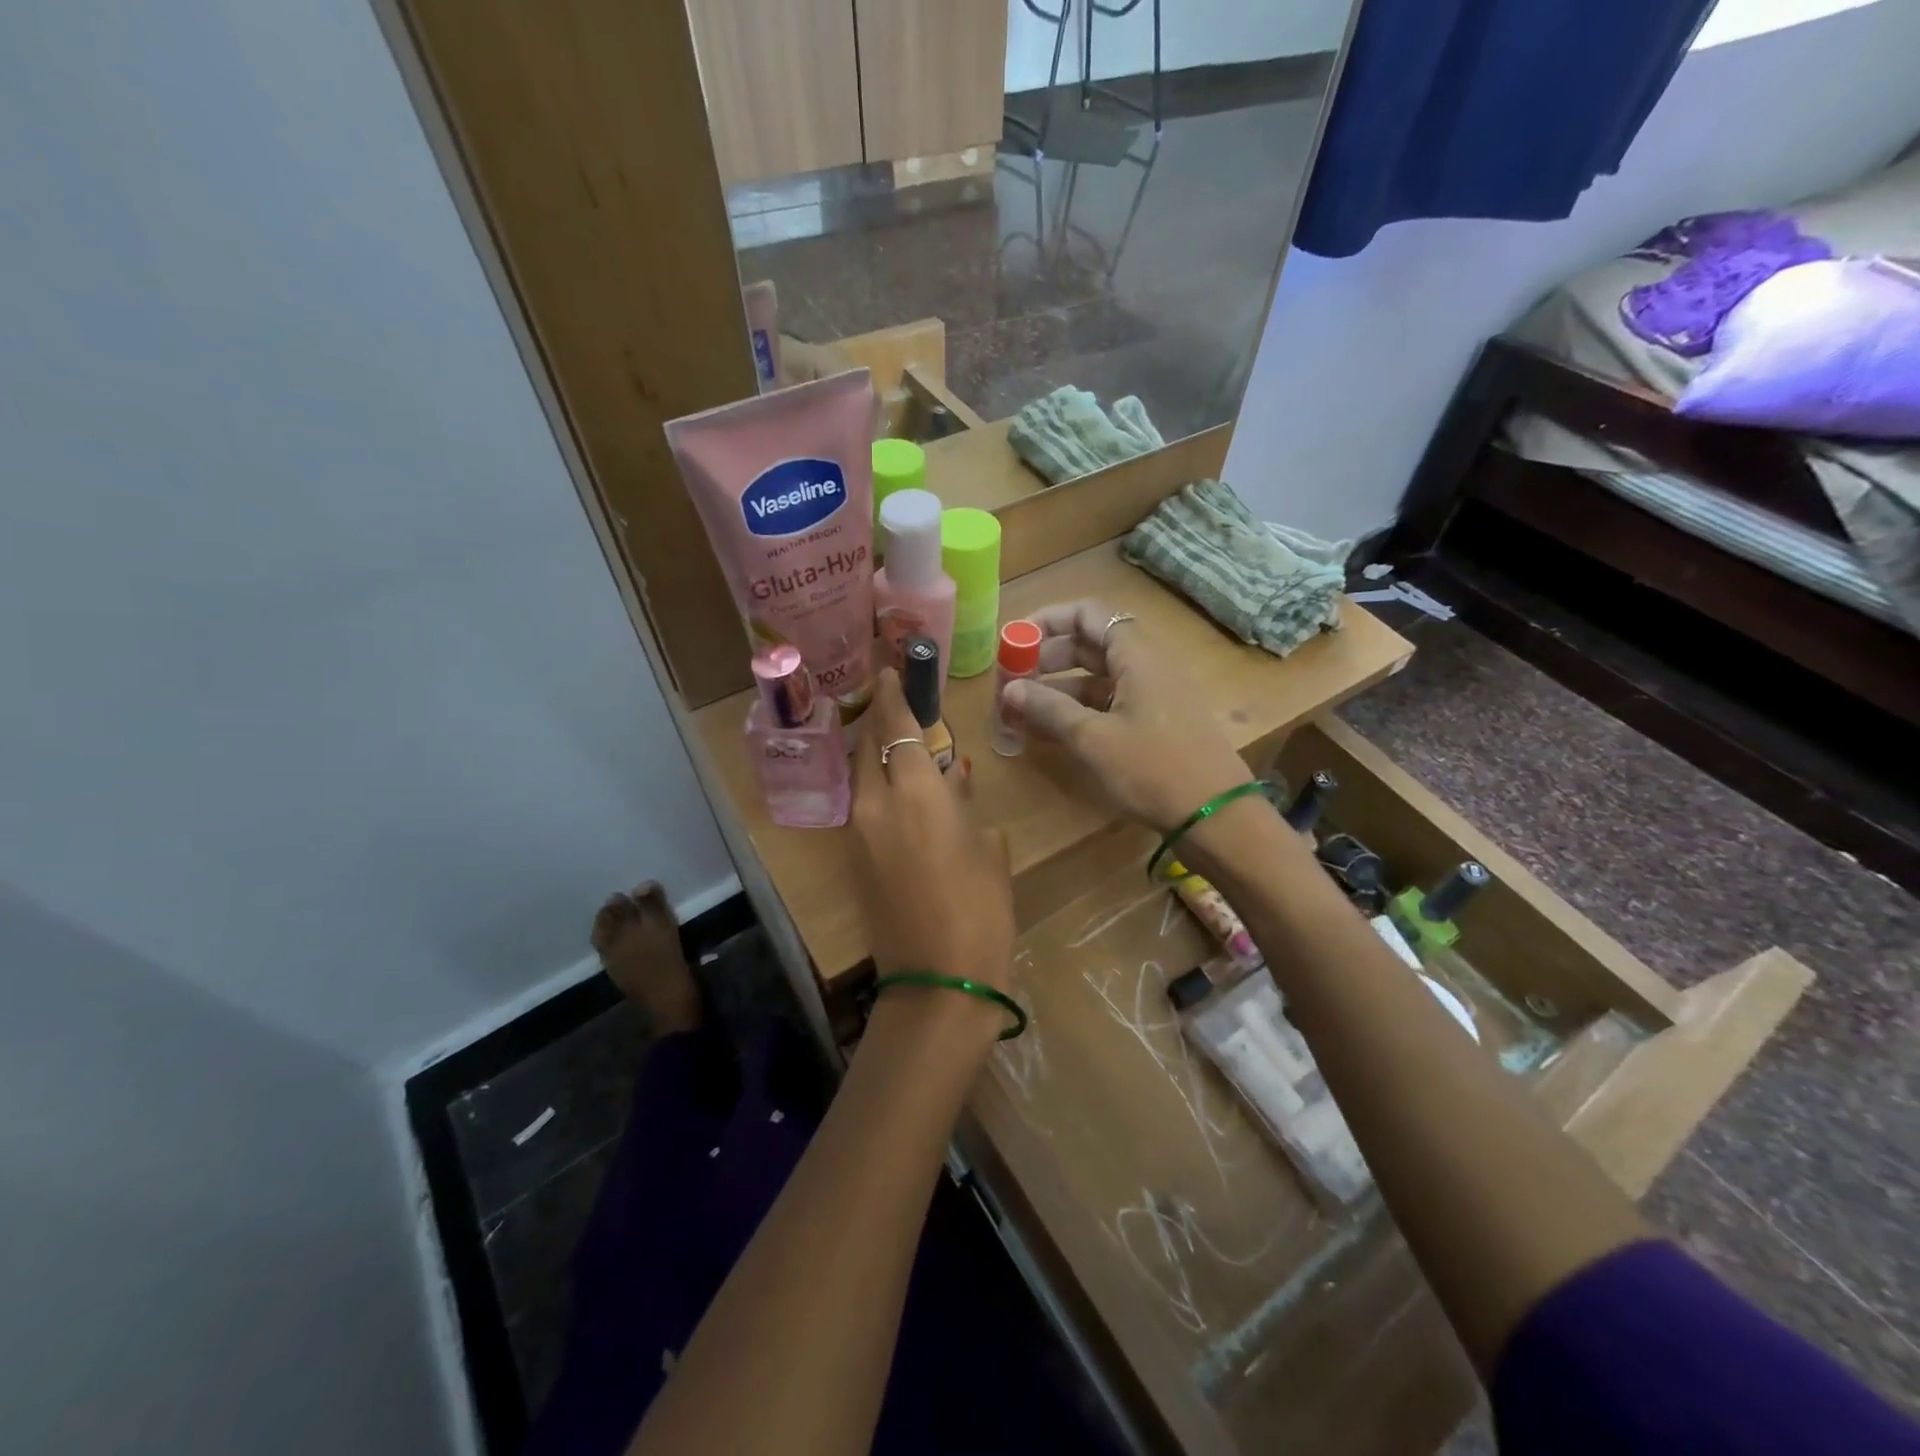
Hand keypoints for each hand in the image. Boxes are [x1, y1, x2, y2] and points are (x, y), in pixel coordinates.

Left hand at [850, 669, 1015, 1040]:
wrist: (938, 981)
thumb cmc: (981, 910)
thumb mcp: (988, 848)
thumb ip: (966, 803)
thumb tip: (954, 778)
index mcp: (916, 793)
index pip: (897, 726)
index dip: (893, 695)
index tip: (890, 670)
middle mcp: (876, 803)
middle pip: (869, 745)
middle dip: (881, 720)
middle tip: (899, 706)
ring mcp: (859, 832)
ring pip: (863, 775)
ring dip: (878, 755)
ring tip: (903, 747)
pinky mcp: (854, 859)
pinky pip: (864, 806)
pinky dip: (878, 787)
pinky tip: (902, 793)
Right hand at [1000, 600, 1253, 832]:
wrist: (1216, 814)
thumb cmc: (1154, 768)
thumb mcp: (1094, 738)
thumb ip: (1050, 709)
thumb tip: (1009, 689)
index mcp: (1136, 654)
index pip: (1087, 614)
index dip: (1048, 621)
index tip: (1014, 642)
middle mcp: (1146, 665)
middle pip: (1090, 644)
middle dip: (1047, 659)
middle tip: (1012, 680)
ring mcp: (1153, 694)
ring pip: (1097, 678)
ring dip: (1059, 690)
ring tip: (1020, 711)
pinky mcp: (1155, 722)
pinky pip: (1109, 703)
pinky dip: (1078, 711)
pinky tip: (1049, 732)